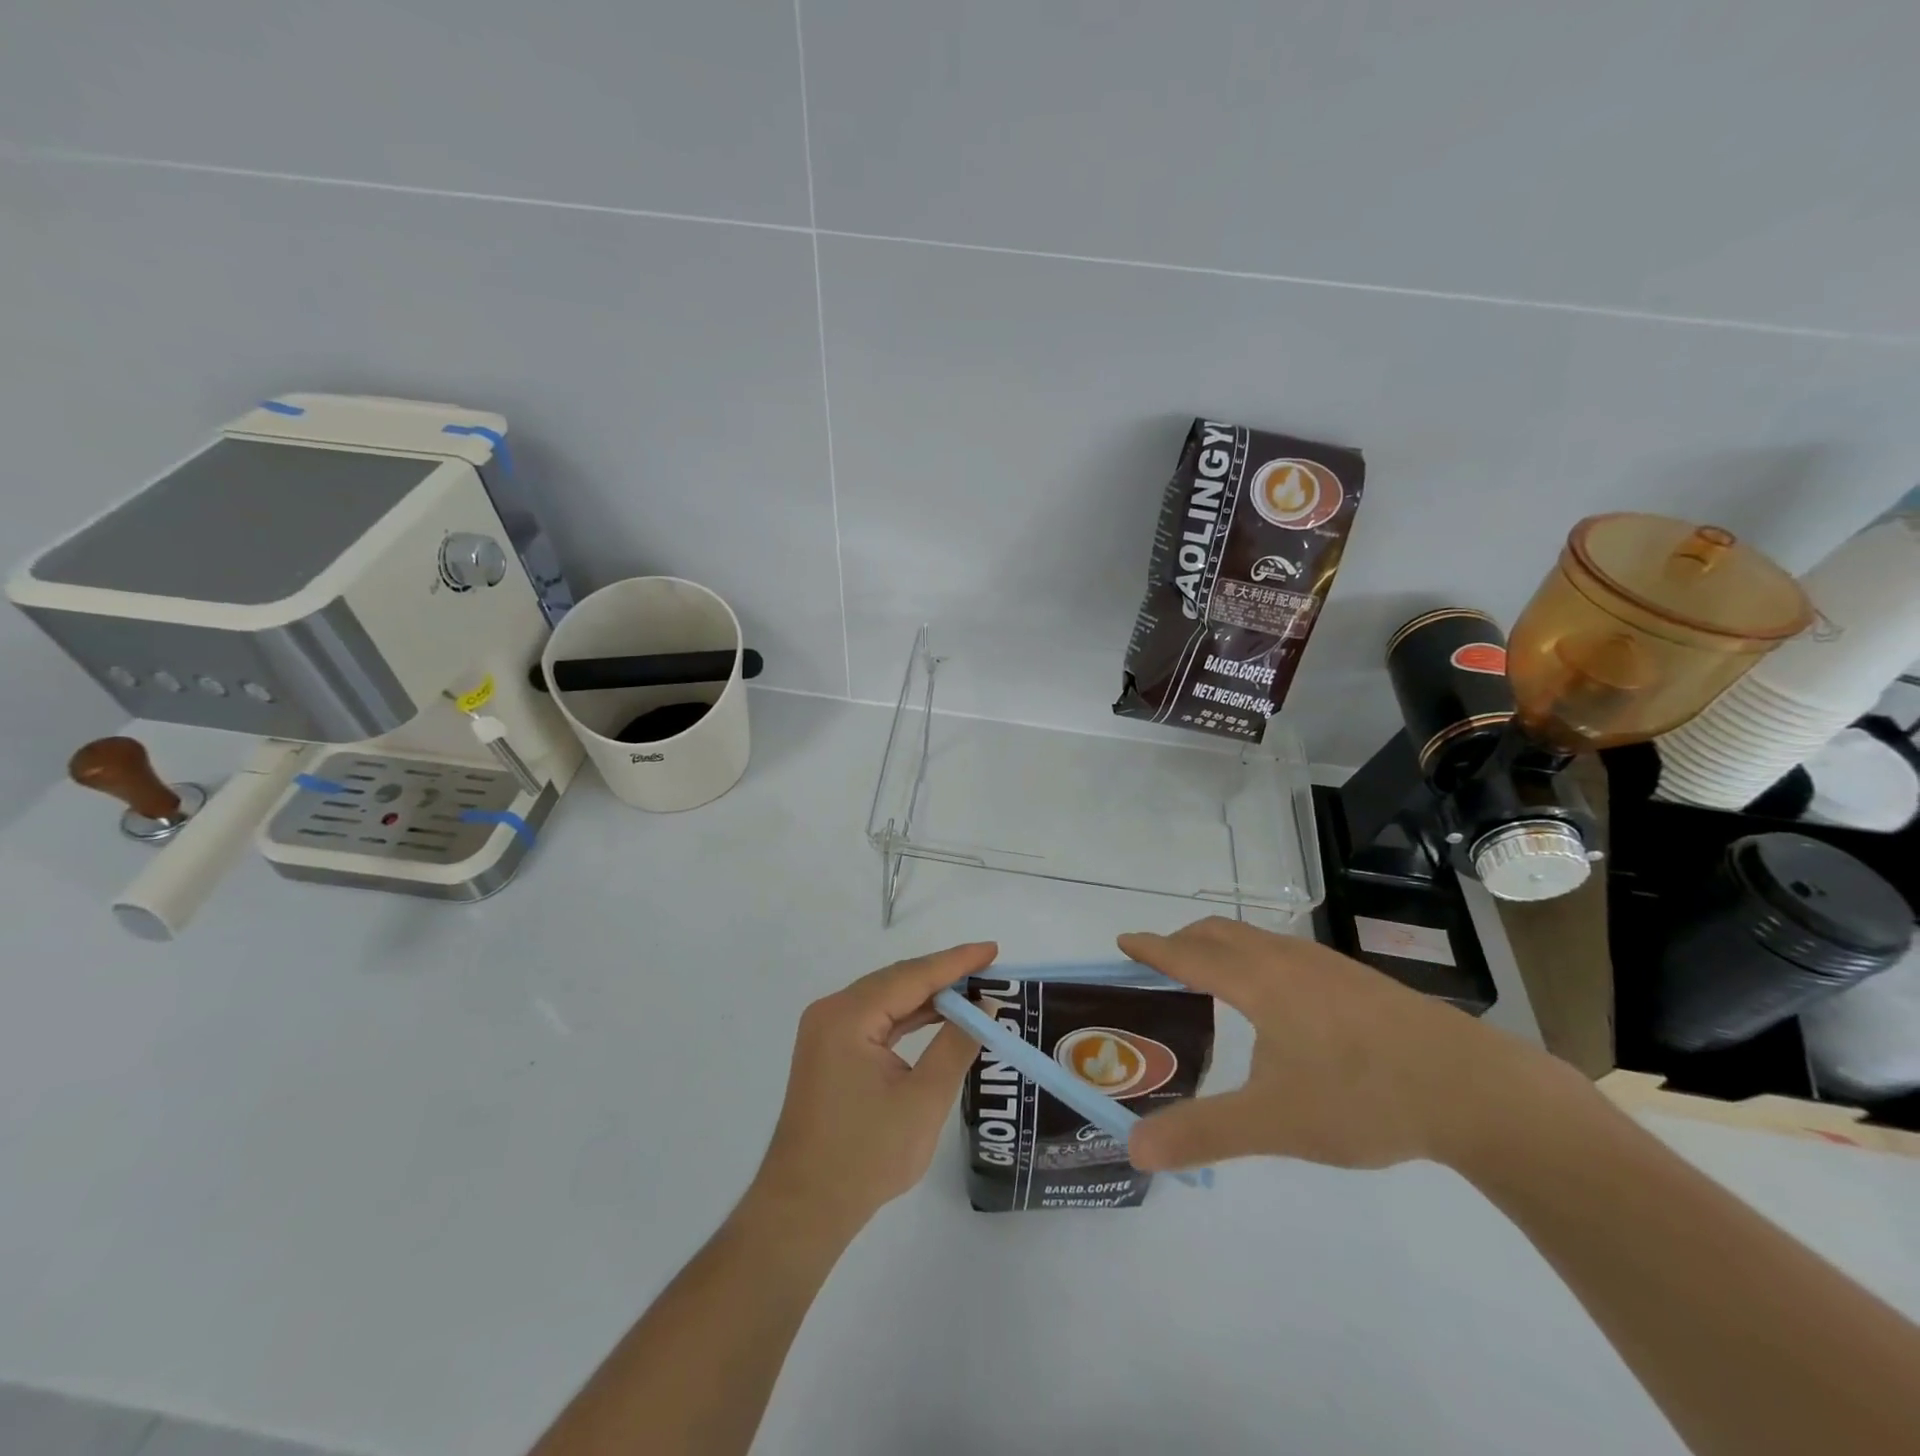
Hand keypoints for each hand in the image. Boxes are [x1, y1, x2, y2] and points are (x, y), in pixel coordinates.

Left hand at [747, 942, 997, 1235]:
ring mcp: (827, 1031)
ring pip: (887, 999)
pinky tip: (938, 1018)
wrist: (805, 1208)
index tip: (992, 950)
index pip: (912, 976)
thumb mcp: (923, 1100)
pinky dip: (908, 1017)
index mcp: (848, 1016)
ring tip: (972, 991)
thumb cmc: (865, 1156)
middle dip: (943, 975)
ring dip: (928, 996)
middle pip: (897, 981)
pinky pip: (876, 1020)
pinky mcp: (830, 1051)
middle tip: (988, 969)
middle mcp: (832, 1012)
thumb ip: (956, 1046)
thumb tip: (983, 1007)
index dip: (956, 962)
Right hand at [1119, 917, 1570, 1172]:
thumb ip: (1202, 1134)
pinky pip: (1287, 953)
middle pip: (1221, 933)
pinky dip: (1257, 959)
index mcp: (1258, 982)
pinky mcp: (1358, 981)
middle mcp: (1287, 960)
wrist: (1475, 1089)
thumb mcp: (1274, 1122)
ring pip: (1258, 939)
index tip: (1125, 940)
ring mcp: (1327, 965)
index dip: (1153, 947)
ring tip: (1214, 977)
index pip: (1188, 954)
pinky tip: (1281, 1000)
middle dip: (1184, 940)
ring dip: (1223, 947)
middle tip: (1162, 961)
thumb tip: (1133, 1150)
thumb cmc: (1362, 1096)